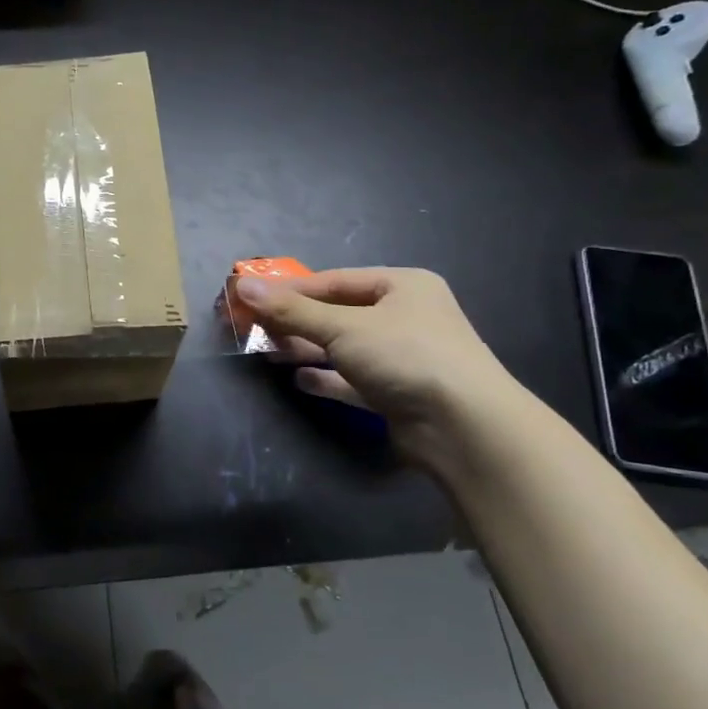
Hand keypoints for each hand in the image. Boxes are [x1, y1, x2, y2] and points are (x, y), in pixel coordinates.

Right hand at [233, 267, 519, 470]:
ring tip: (269, 352)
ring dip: (308, 349)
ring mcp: (405, 357)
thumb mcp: (342, 327)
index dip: (291, 289)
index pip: (335, 281)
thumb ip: (291, 310)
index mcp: (403, 286)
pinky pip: (355, 380)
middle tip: (256, 328)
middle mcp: (406, 317)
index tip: (252, 298)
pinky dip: (328, 378)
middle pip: (339, 314)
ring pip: (345, 348)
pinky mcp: (399, 394)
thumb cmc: (405, 356)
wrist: (465, 427)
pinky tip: (299, 380)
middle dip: (297, 321)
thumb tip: (243, 285)